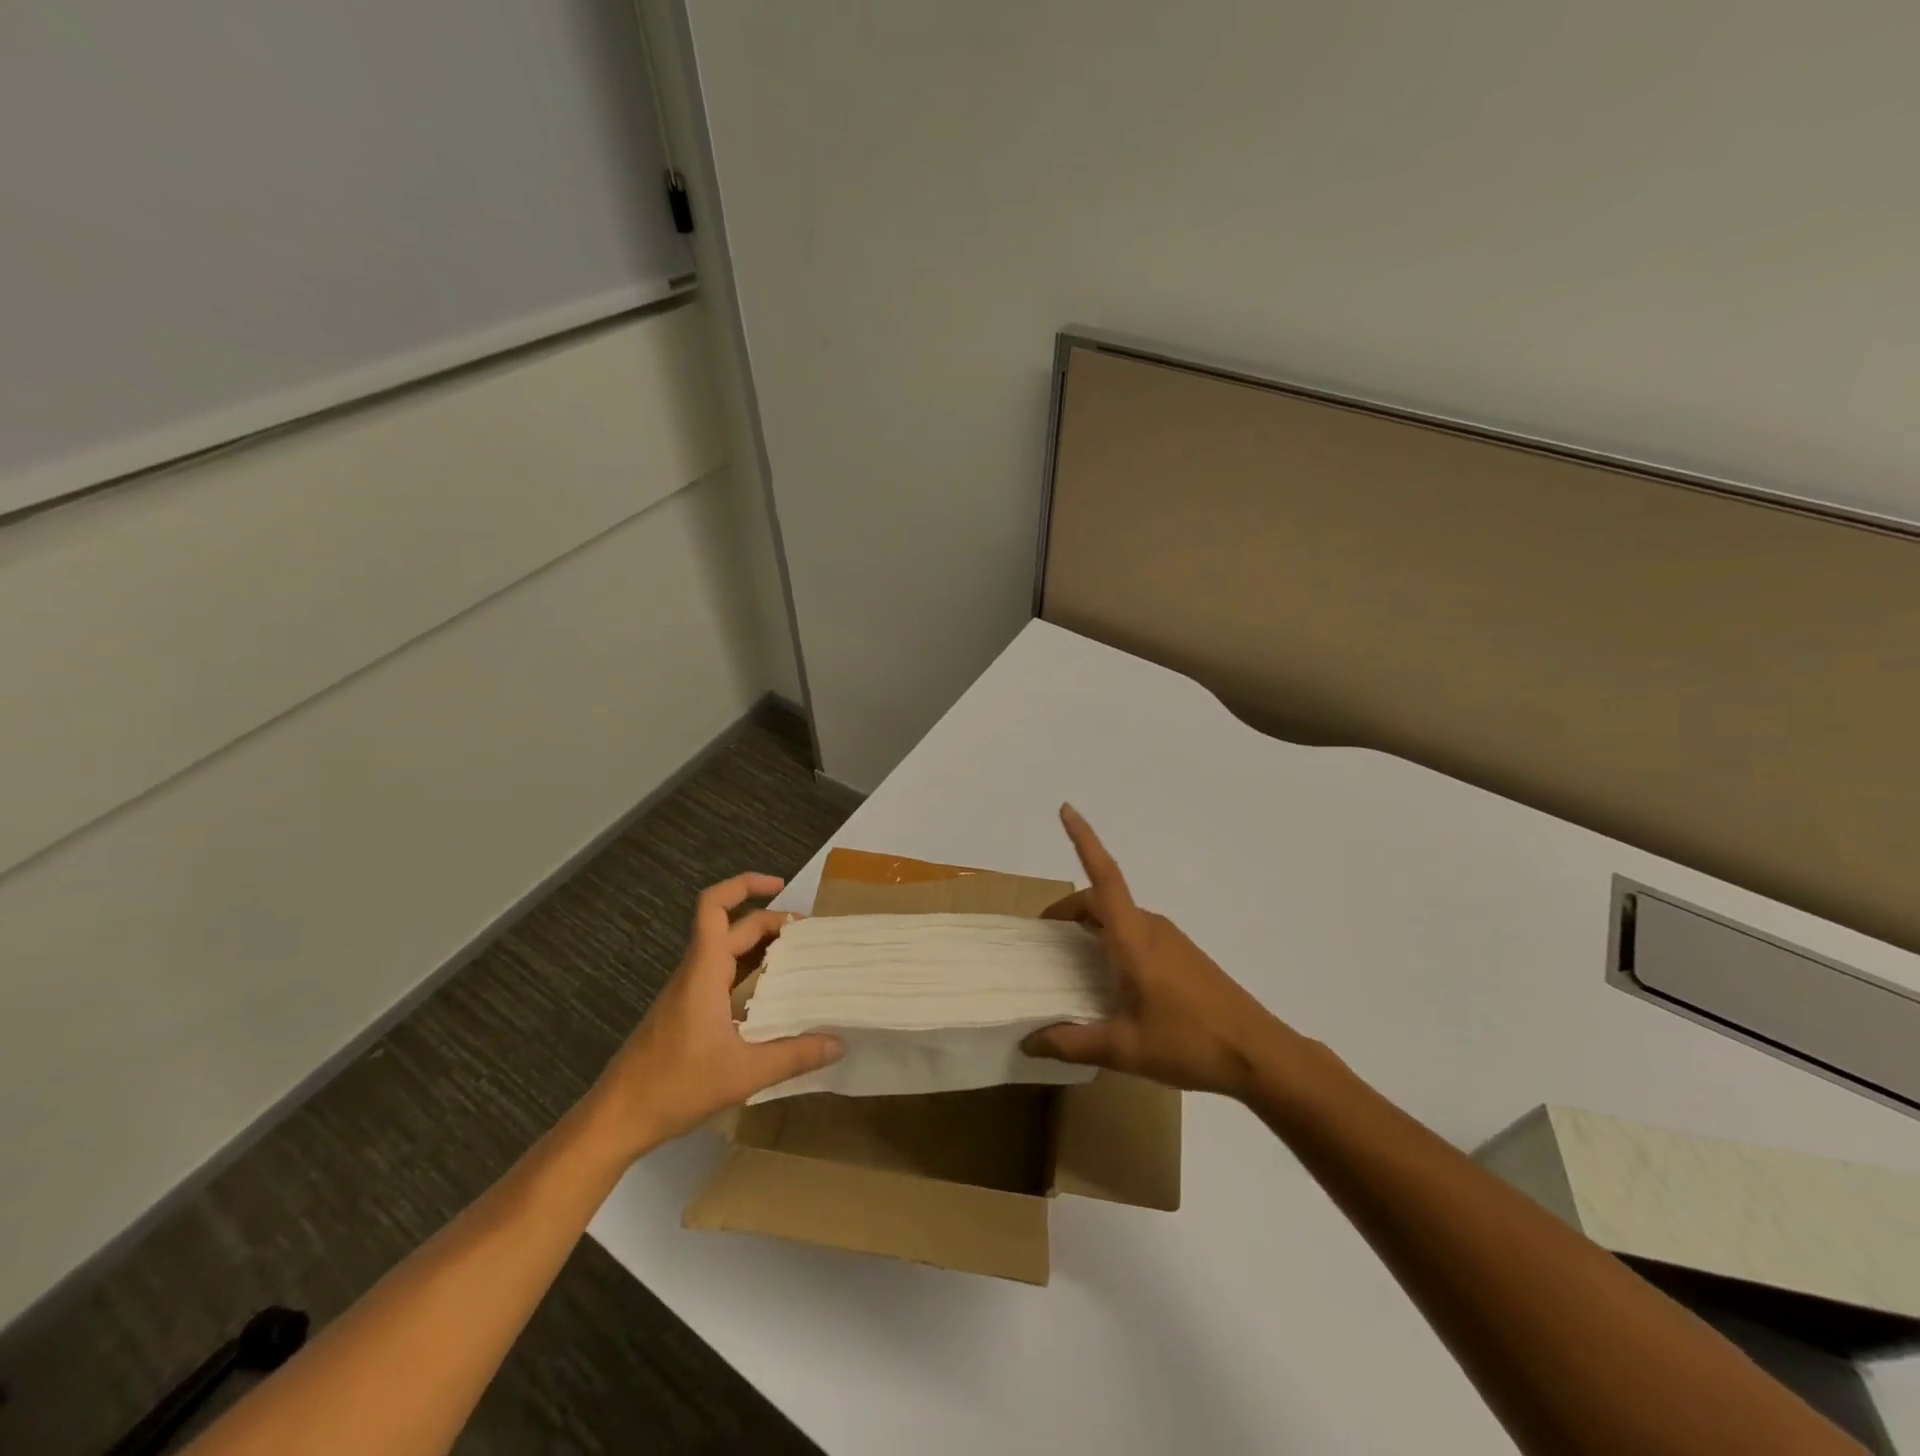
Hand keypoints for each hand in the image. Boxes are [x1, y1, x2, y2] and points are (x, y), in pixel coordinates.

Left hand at [590, 873, 842, 1157]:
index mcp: (704, 972)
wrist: (616, 1119)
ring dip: (762, 947)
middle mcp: (695, 973)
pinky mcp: (686, 1013)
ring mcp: (688, 993)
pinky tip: (773, 998)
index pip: (714, 907)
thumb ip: (794, 1057)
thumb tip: (839, 1043)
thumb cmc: (674, 1087)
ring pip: (727, 952)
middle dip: (772, 922)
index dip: (745, 885)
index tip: (781, 885)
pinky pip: (722, 976)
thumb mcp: (743, 1074)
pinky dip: (750, 973)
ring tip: (801, 960)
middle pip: (733, 928)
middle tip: (812, 937)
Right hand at [1024, 805, 1291, 1099]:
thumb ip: (1073, 1042)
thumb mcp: (1125, 1049)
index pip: (1104, 877)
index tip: (1066, 809)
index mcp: (1134, 938)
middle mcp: (1152, 928)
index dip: (1084, 840)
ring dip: (1092, 924)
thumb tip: (1029, 1042)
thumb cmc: (1190, 1042)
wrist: (1259, 1054)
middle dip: (1071, 908)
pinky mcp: (1183, 956)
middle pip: (1103, 898)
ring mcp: (1171, 940)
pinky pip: (1137, 932)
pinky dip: (1112, 938)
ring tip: (1071, 957)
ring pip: (1120, 916)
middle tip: (1045, 936)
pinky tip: (1109, 976)